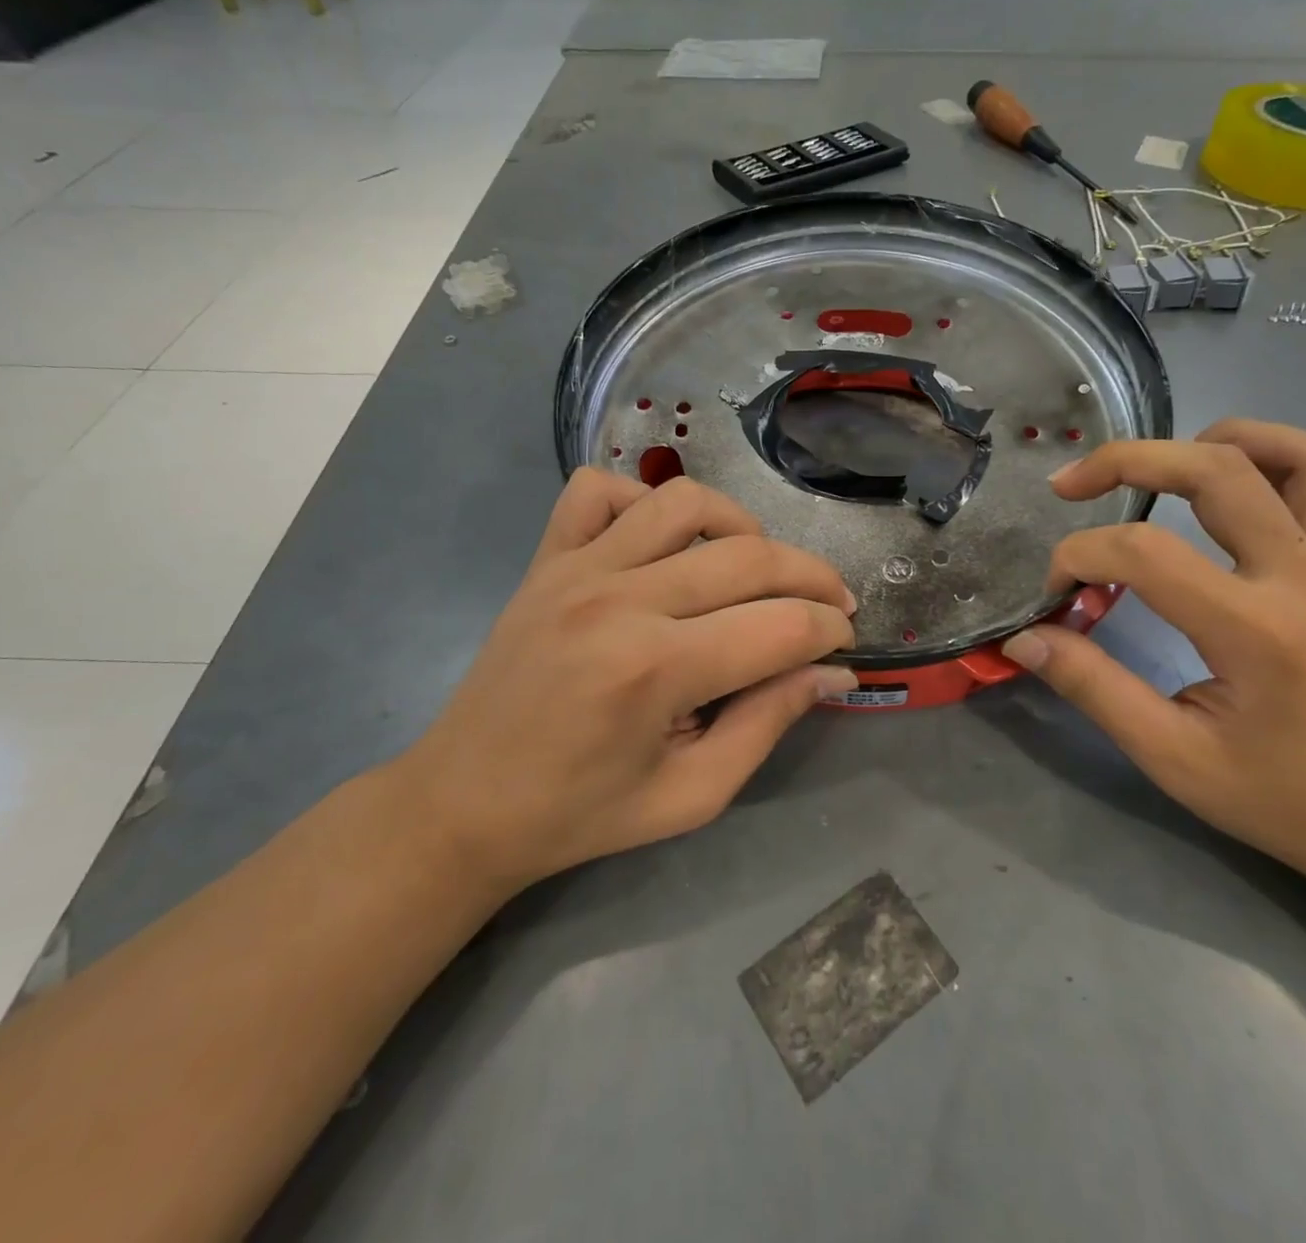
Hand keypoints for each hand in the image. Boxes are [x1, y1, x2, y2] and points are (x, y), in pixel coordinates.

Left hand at [399, 470, 857, 892]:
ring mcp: (577, 569)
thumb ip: (768, 724)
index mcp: (656, 671)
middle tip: (830, 605)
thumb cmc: (581, 813)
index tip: (843, 644)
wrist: (463, 803)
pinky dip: (643, 501)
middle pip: (750, 556)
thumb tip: (832, 672)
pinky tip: (663, 543)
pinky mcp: (546, 559)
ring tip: (757, 564)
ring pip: (685, 501)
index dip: (830, 631)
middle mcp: (621, 601)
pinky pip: (597, 491)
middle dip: (813, 577)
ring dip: (742, 525)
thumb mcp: (691, 794)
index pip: (782, 625)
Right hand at [1001, 420, 1305, 895]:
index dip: (1079, 557)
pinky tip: (1222, 483)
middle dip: (1126, 460)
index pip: (1145, 552)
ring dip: (1211, 441)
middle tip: (1069, 485)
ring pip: (1292, 454)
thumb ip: (1093, 687)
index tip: (1054, 595)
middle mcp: (1303, 578)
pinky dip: (1269, 457)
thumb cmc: (1286, 800)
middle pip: (1215, 469)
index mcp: (1256, 631)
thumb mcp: (1174, 758)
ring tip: (1155, 467)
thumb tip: (1025, 638)